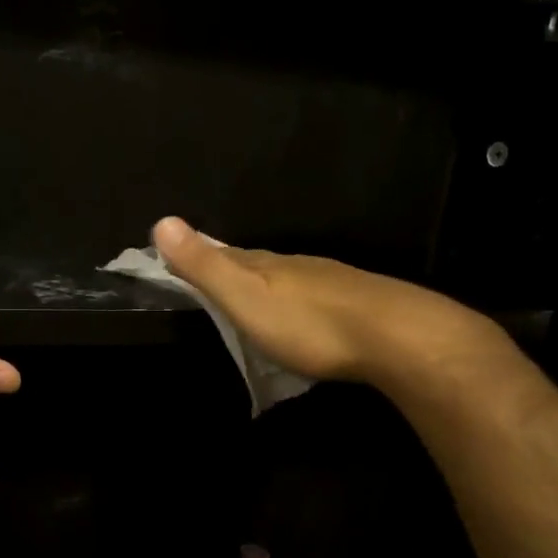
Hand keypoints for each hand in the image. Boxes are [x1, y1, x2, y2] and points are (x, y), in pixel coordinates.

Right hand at [151, 216, 500, 389]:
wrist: (396, 336)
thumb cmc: (308, 323)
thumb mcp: (245, 297)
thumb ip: (205, 265)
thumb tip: (161, 220)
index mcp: (265, 264)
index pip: (225, 254)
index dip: (201, 256)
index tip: (182, 260)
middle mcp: (296, 265)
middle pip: (258, 264)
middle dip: (236, 270)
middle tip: (217, 284)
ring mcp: (330, 282)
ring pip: (290, 280)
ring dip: (270, 289)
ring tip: (257, 303)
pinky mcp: (358, 303)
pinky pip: (316, 298)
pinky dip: (300, 304)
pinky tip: (305, 318)